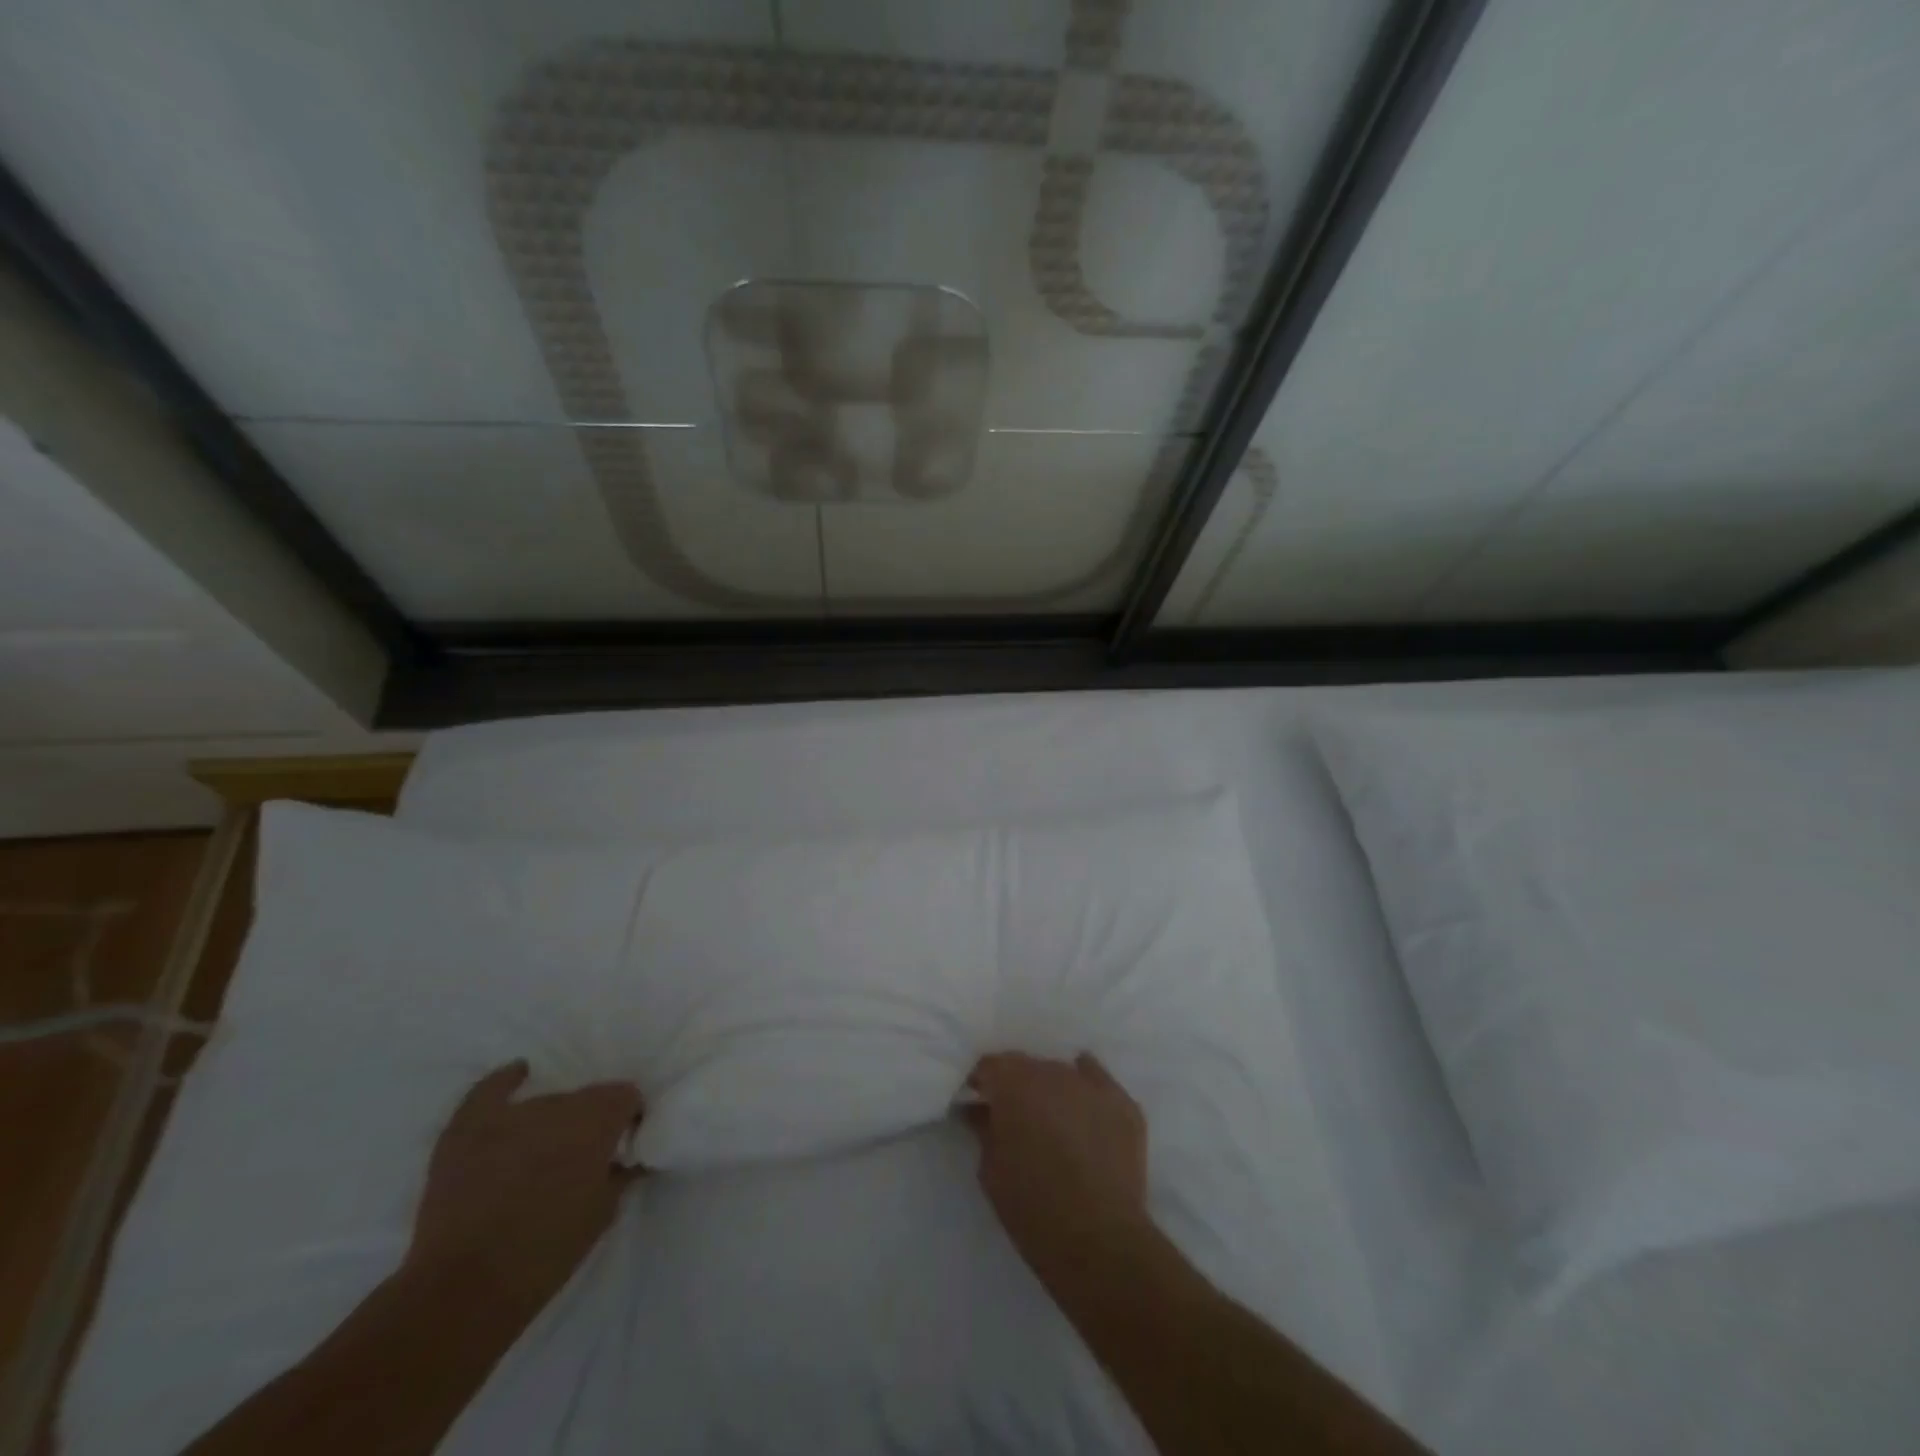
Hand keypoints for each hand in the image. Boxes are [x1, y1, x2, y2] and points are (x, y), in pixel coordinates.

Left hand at [406, 1060, 642, 1317]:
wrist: (464, 1290)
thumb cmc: (546, 1253)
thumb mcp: (602, 1215)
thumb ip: (621, 1175)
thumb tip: (629, 1158)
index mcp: (597, 1120)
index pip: (626, 1096)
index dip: (628, 1117)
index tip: (624, 1142)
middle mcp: (558, 1104)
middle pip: (584, 1099)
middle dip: (588, 1122)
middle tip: (582, 1157)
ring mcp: (509, 1114)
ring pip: (544, 1103)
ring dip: (551, 1122)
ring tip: (543, 1152)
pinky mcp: (466, 1128)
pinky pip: (490, 1090)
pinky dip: (506, 1081)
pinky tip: (518, 1074)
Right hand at [965, 1052, 1153, 1285]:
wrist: (1099, 1240)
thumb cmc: (1032, 1207)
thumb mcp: (991, 1170)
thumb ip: (984, 1129)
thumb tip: (979, 1110)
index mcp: (1014, 1083)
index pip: (990, 1065)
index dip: (982, 1082)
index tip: (978, 1102)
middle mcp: (1053, 1071)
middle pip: (1028, 1066)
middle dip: (1017, 1086)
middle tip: (1015, 1117)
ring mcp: (1092, 1085)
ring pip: (1063, 1074)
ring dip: (1052, 1090)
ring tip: (1052, 1121)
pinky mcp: (1124, 1104)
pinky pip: (1099, 1084)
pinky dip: (1087, 1093)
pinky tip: (1084, 1109)